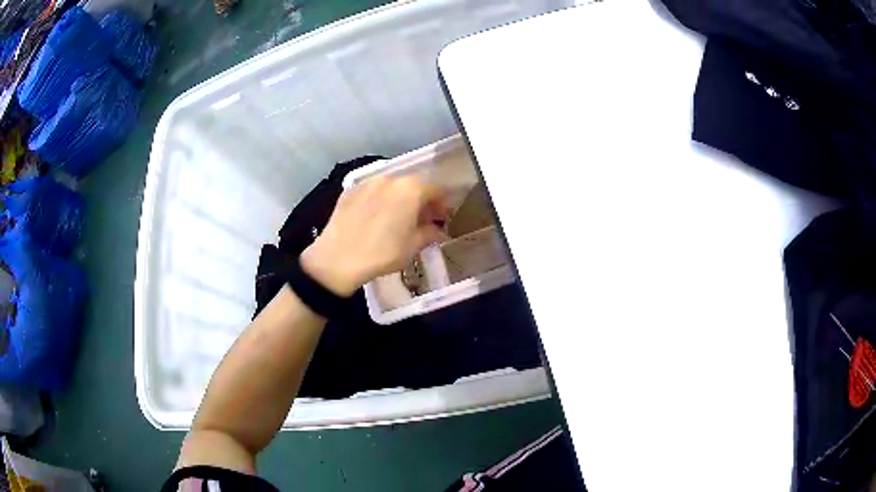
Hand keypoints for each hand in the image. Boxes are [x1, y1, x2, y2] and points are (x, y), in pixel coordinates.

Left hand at [300, 175, 448, 295]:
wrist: (337, 259)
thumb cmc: (382, 253)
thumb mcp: (412, 246)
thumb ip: (430, 233)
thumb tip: (438, 230)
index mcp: (411, 189)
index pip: (435, 189)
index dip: (442, 204)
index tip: (442, 218)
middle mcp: (390, 179)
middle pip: (413, 185)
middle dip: (421, 200)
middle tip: (422, 219)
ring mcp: (367, 183)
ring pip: (391, 187)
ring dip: (400, 199)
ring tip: (398, 219)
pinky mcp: (349, 191)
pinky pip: (372, 192)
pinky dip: (380, 201)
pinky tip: (376, 219)